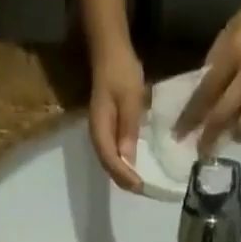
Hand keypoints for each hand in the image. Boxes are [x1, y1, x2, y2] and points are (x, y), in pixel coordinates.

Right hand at [88, 45, 145, 190]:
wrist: (110, 51)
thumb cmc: (121, 71)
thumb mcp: (130, 98)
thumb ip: (128, 129)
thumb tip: (128, 159)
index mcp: (100, 130)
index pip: (111, 161)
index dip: (125, 176)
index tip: (140, 186)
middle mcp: (97, 137)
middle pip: (109, 167)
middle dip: (125, 181)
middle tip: (143, 190)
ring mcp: (101, 134)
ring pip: (111, 163)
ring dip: (124, 175)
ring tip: (140, 184)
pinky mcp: (106, 131)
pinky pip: (113, 154)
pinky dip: (124, 165)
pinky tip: (135, 167)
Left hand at [177, 0, 240, 155]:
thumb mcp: (233, 28)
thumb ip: (218, 59)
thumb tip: (204, 93)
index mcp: (234, 52)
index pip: (206, 93)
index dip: (191, 117)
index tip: (179, 135)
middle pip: (225, 115)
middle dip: (210, 137)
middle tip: (202, 152)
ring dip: (237, 134)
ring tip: (234, 133)